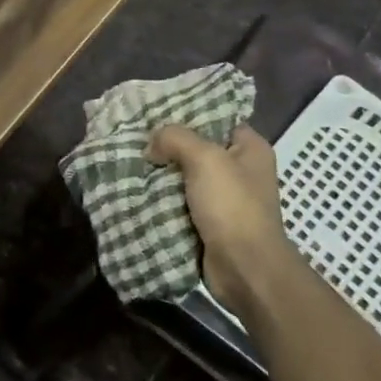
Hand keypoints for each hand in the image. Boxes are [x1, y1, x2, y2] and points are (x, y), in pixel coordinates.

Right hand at [149, 122, 292, 306]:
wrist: (245, 269)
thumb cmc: (233, 206)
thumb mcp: (205, 158)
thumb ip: (175, 138)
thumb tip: (152, 145)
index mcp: (250, 148)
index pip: (216, 118)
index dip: (186, 113)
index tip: (154, 112)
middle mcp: (241, 170)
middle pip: (197, 147)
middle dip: (167, 145)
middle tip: (136, 137)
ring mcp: (225, 198)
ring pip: (185, 175)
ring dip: (161, 173)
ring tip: (130, 161)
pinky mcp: (210, 221)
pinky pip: (180, 200)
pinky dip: (162, 197)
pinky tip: (137, 188)